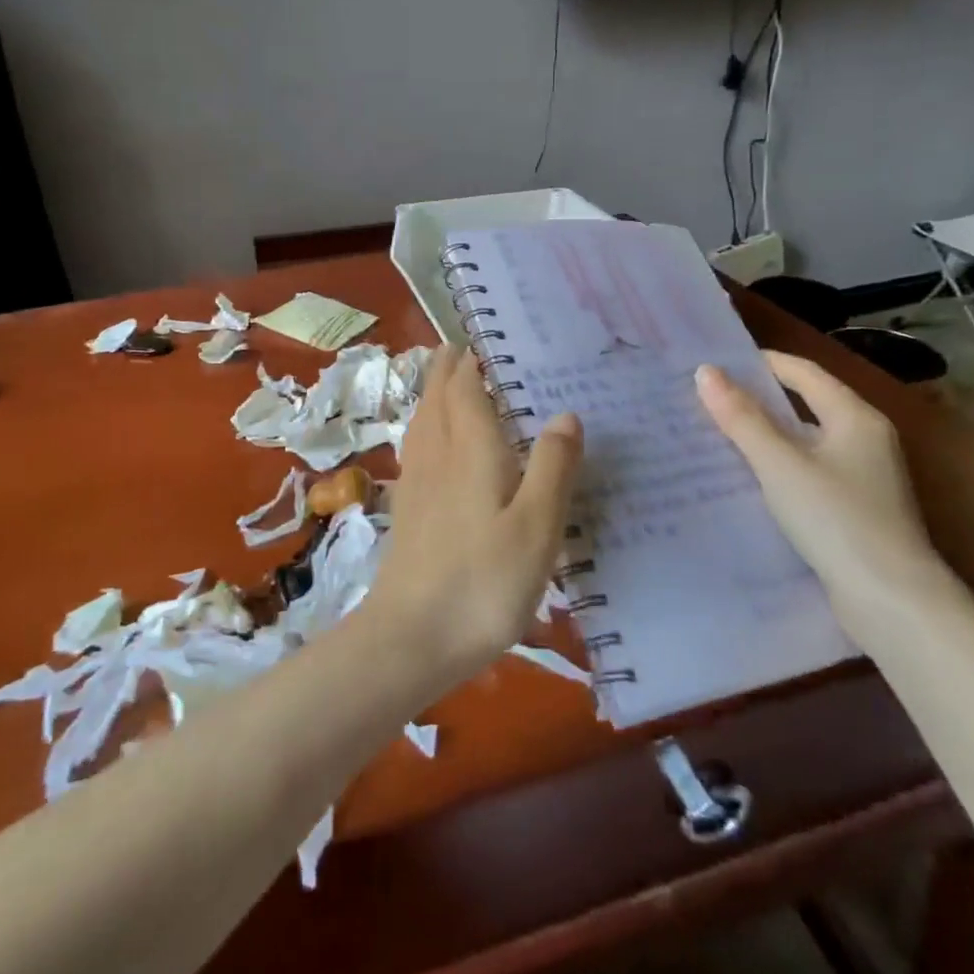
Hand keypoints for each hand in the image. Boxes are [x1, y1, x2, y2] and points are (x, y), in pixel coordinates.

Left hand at [367, 345, 582, 685]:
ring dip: (434, 392)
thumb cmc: (483, 581)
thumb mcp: (536, 527)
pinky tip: (435, 443)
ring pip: (422, 419)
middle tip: (466, 348)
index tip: (485, 337)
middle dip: (448, 367)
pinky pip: (417, 445)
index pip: (465, 386)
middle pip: (437, 396)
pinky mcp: (408, 507)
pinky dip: (427, 425)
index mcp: (469, 448)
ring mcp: (416, 480)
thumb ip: (553, 467)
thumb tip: (566, 413)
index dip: (473, 359)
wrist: (411, 636)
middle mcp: (437, 453)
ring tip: (449, 380)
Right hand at [695, 352, 947, 627]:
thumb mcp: (780, 464)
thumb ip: (741, 418)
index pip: (804, 372)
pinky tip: (749, 477)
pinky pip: (809, 470)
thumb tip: (706, 372)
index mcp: (855, 417)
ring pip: (806, 440)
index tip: (717, 363)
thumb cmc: (836, 519)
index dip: (762, 362)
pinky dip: (779, 465)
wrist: (892, 602)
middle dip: (759, 398)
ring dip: (766, 434)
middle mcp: (865, 438)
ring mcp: (864, 476)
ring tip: (718, 433)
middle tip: (710, 397)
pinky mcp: (856, 508)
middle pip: (806, 403)